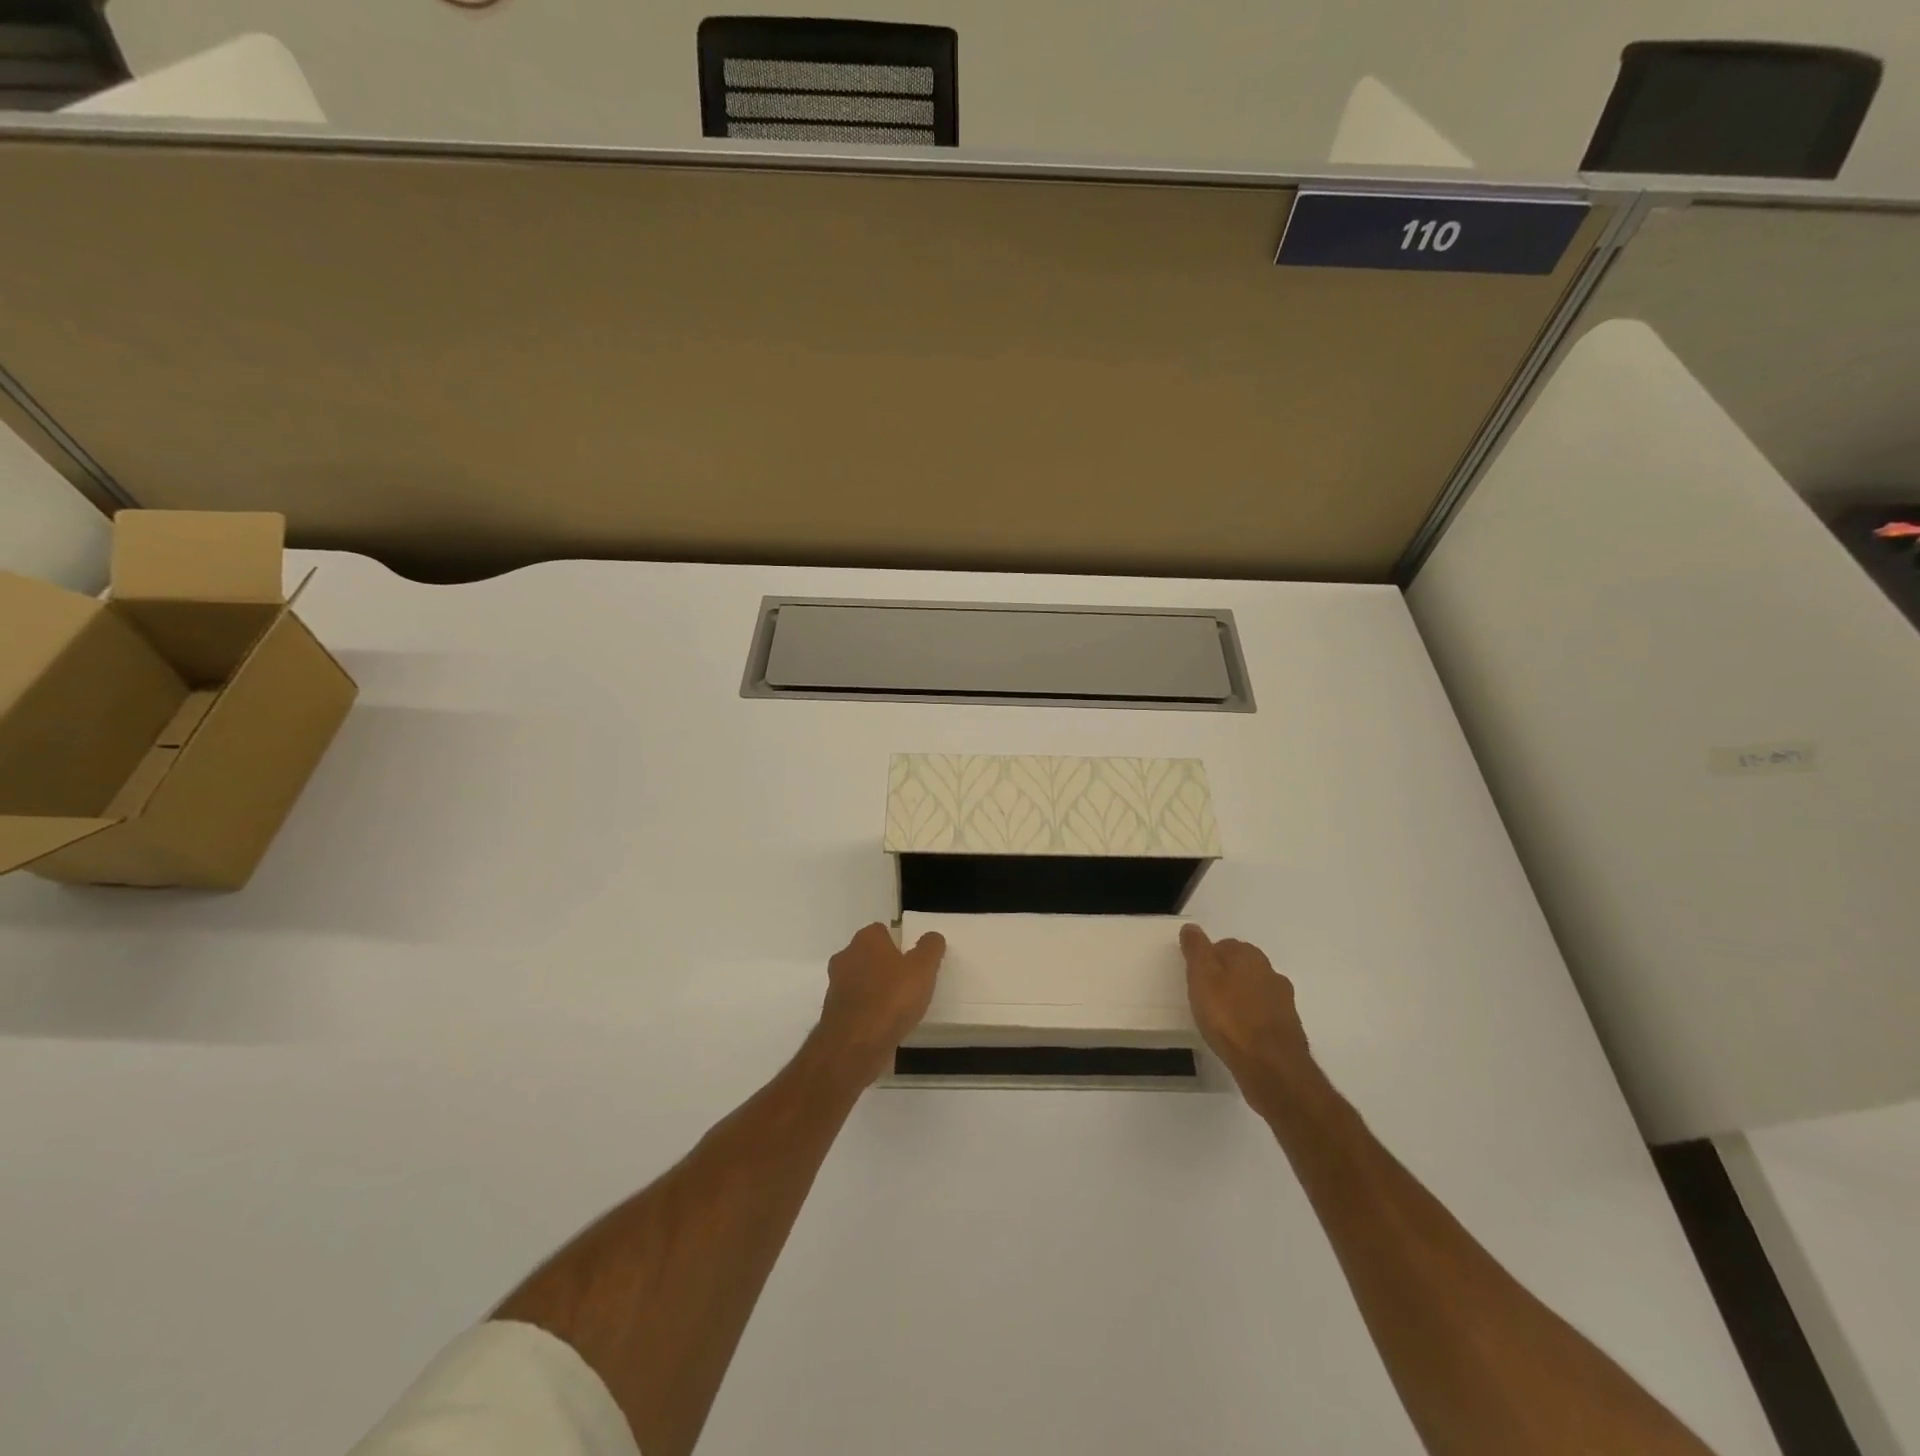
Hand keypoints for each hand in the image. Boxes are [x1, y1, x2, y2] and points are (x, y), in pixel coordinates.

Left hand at [815, 923, 946, 1085]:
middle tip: (910, 981)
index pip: (882, 931)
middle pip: (870, 955)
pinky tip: (885, 1024)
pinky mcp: (834, 1013)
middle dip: (886, 966)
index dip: (899, 943)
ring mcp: (836, 986)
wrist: (855, 1045)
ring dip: (876, 989)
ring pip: (861, 980)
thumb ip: (930, 948)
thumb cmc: (892, 998)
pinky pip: (857, 1005)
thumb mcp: (923, 968)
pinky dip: (869, 1010)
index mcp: (865, 940)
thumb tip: (932, 937)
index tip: (914, 959)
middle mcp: (846, 957)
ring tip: (900, 1006)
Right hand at [1180, 925, 1314, 1113]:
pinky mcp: (1288, 1027)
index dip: (1207, 959)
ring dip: (1240, 999)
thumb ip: (1196, 949)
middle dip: (1225, 977)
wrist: (1270, 1065)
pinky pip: (1263, 1015)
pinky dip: (1252, 1020)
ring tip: (1221, 1019)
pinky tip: (1239, 1035)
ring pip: (1254, 991)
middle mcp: (1270, 971)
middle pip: (1241, 967)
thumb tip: (1192, 927)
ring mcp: (1283, 1000)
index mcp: (1248, 955)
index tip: (1195, 977)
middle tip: (1204, 997)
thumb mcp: (1201, 976)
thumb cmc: (1228, 1016)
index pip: (1223, 945)